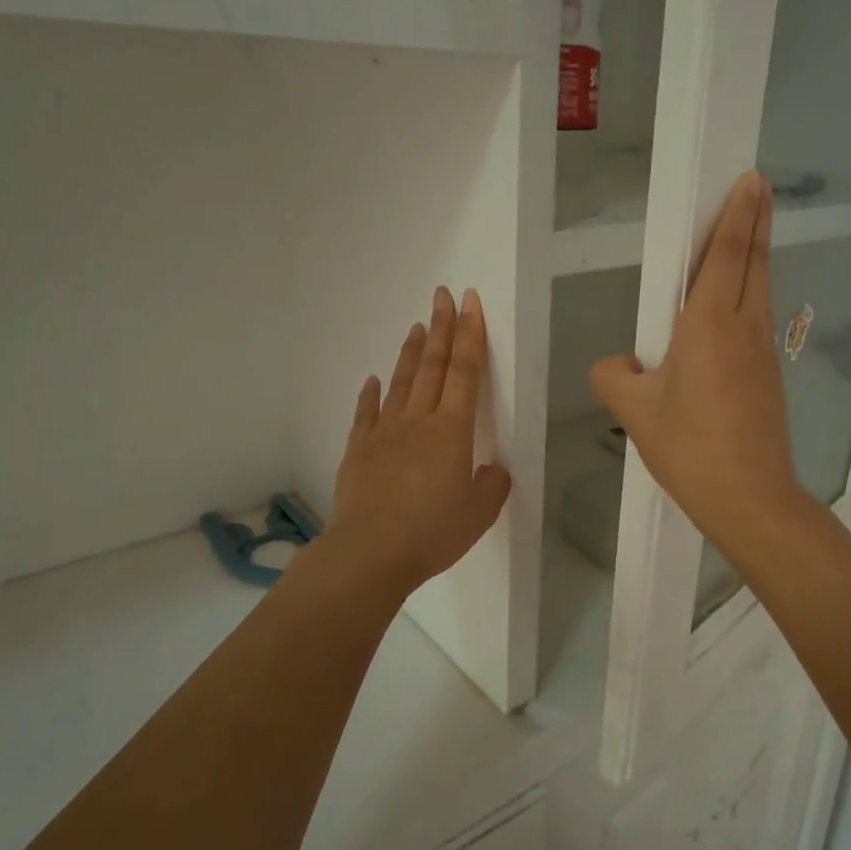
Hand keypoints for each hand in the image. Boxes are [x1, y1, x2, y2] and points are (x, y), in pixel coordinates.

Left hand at [328, 287, 511, 596]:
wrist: (370, 553)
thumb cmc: (432, 533)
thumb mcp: (480, 513)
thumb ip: (492, 485)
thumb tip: (491, 469)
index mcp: (453, 431)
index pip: (466, 372)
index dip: (470, 335)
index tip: (469, 303)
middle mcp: (418, 421)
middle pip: (433, 366)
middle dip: (441, 328)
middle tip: (442, 296)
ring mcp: (384, 433)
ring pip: (401, 383)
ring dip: (412, 352)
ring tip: (417, 326)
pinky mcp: (358, 451)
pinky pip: (366, 414)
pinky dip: (371, 394)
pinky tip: (373, 380)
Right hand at [590, 171, 805, 551]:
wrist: (750, 498)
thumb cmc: (690, 448)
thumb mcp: (634, 412)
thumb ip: (613, 375)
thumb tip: (621, 363)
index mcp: (709, 325)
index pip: (726, 255)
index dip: (737, 215)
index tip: (749, 180)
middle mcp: (743, 328)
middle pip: (753, 262)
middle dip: (756, 221)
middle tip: (758, 187)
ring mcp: (763, 353)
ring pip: (760, 289)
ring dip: (757, 255)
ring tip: (750, 234)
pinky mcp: (769, 376)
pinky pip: (758, 318)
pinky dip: (752, 292)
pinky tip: (737, 305)